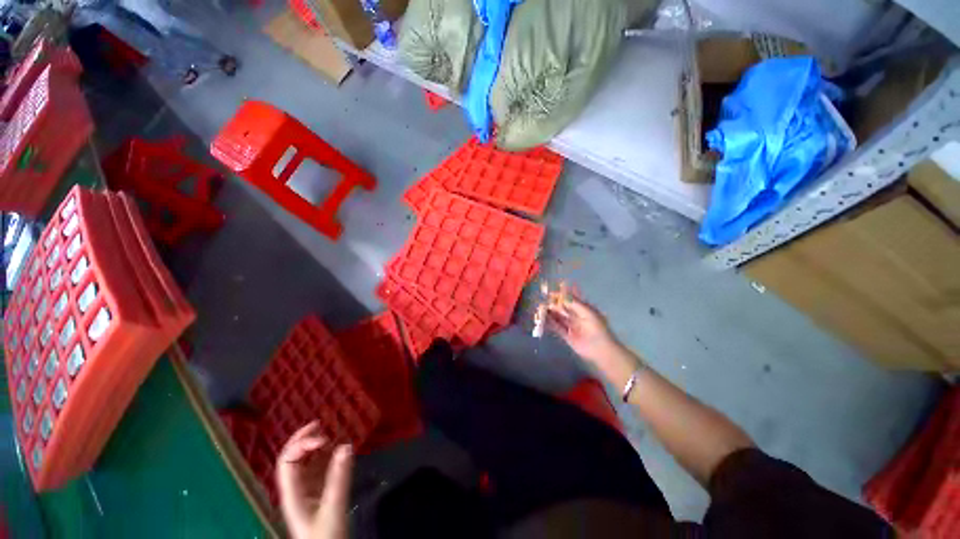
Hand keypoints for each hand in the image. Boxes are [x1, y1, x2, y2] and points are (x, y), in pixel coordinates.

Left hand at [276, 422, 352, 538]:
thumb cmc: (326, 536)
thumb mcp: (333, 507)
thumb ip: (339, 478)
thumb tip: (346, 445)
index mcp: (292, 492)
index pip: (287, 461)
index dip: (301, 445)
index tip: (324, 438)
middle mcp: (296, 488)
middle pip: (292, 458)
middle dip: (303, 439)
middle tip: (320, 423)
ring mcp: (306, 490)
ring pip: (305, 462)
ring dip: (316, 446)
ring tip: (331, 433)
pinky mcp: (318, 492)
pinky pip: (318, 469)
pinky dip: (327, 456)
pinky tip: (337, 450)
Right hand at [547, 296, 618, 362]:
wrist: (600, 349)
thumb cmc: (597, 328)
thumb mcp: (587, 312)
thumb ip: (574, 303)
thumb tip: (561, 295)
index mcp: (583, 309)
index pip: (569, 299)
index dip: (560, 295)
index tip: (549, 293)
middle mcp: (576, 316)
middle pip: (562, 308)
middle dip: (553, 304)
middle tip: (542, 302)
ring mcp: (571, 326)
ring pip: (558, 317)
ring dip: (550, 313)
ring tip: (540, 310)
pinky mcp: (567, 336)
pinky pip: (556, 328)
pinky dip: (550, 324)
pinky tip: (543, 320)